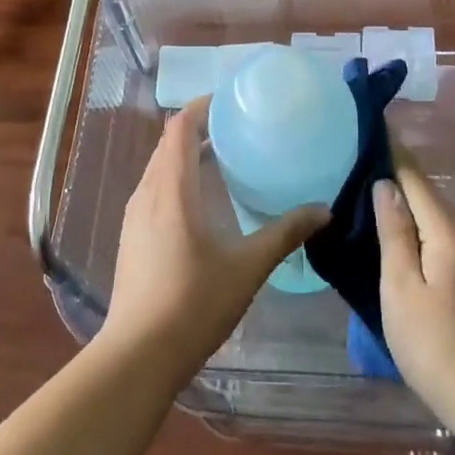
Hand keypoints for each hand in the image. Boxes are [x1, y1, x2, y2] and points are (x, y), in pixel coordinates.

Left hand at [102, 100, 327, 382]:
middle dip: (200, 130)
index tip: (231, 101)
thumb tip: (322, 211)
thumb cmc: (194, 303)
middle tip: (238, 129)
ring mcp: (134, 217)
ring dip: (188, 157)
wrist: (139, 354)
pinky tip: (203, 205)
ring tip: (225, 161)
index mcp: (171, 189)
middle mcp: (147, 194)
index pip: (180, 128)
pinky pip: (154, 192)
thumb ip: (285, 234)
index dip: (202, 107)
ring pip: (160, 170)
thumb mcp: (247, 267)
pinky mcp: (131, 238)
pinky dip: (178, 182)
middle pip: (169, 145)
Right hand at [374, 161, 454, 414]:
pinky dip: (417, 227)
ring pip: (434, 217)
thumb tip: (386, 184)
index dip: (392, 152)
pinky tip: (397, 235)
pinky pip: (440, 237)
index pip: (415, 178)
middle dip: (396, 176)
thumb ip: (394, 232)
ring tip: (369, 193)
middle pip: (427, 195)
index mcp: (447, 232)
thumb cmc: (434, 342)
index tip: (370, 127)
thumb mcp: (401, 286)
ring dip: (406, 203)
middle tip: (358, 162)